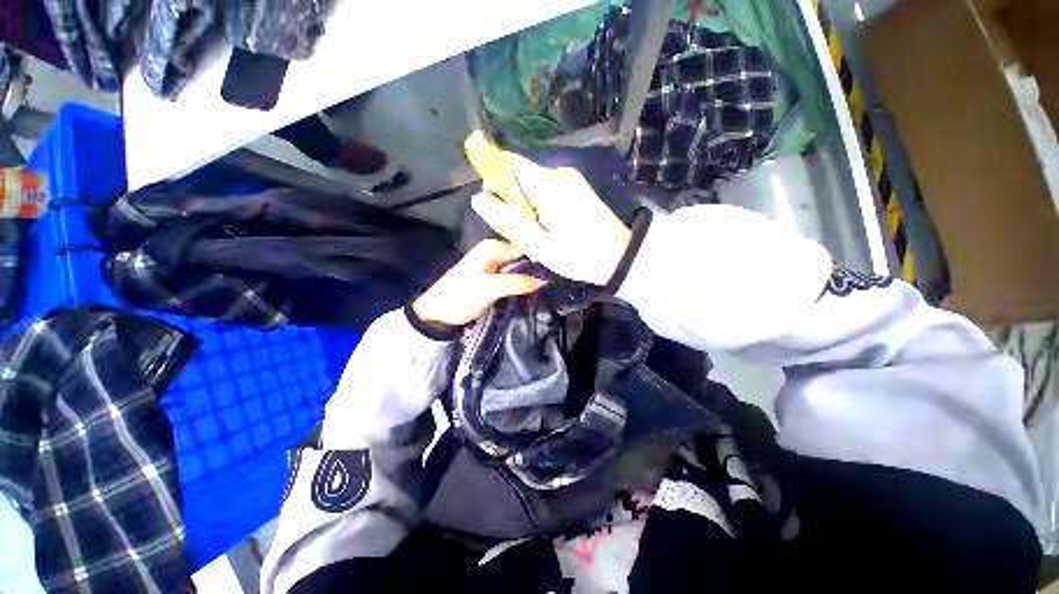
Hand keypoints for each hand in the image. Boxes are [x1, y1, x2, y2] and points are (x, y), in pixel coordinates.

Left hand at [412, 239, 545, 326]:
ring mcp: (492, 264)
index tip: (556, 269)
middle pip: (523, 256)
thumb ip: (517, 282)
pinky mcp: (491, 277)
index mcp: (492, 247)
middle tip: (553, 280)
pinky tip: (531, 289)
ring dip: (530, 276)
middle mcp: (493, 251)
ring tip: (546, 286)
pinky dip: (521, 281)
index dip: (541, 256)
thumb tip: (544, 280)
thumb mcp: (490, 289)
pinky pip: (512, 275)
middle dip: (537, 267)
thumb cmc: (460, 297)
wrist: (436, 314)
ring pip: (519, 267)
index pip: (525, 246)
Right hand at [469, 151, 631, 285]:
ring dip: (524, 210)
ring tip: (536, 238)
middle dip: (510, 202)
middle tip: (521, 234)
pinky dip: (538, 210)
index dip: (493, 181)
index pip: (508, 162)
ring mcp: (570, 180)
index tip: (496, 211)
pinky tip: (548, 232)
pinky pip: (545, 192)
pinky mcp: (576, 189)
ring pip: (531, 186)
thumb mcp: (540, 245)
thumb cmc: (581, 256)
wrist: (622, 258)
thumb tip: (478, 200)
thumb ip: (508, 222)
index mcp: (548, 183)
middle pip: (518, 175)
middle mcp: (559, 173)